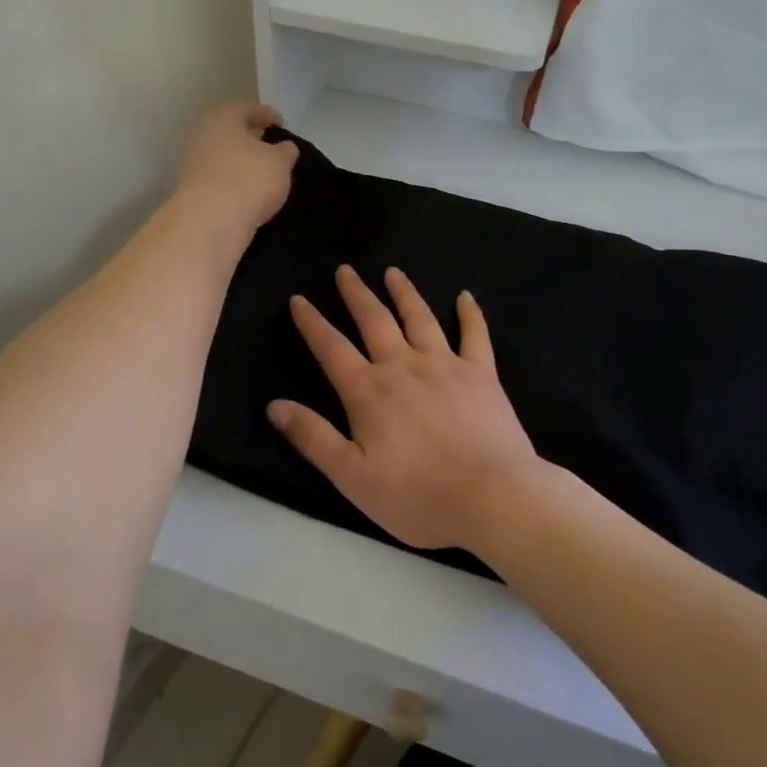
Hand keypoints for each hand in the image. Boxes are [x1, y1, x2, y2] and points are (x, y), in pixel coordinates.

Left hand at [175, 101, 298, 235]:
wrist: (210, 222)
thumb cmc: (248, 179)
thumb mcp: (280, 162)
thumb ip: (285, 152)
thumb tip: (285, 147)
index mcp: (222, 119)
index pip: (245, 109)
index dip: (266, 114)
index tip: (281, 123)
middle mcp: (201, 137)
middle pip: (229, 133)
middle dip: (249, 139)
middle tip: (270, 147)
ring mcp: (192, 166)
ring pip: (222, 158)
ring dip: (240, 163)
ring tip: (263, 173)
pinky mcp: (192, 193)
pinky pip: (218, 181)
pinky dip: (233, 184)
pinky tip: (249, 194)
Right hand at [267, 265, 542, 552]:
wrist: (492, 497)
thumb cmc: (417, 495)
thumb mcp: (352, 477)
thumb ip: (313, 437)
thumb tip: (274, 405)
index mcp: (368, 391)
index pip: (331, 348)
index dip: (312, 322)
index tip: (299, 298)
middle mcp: (403, 366)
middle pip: (374, 320)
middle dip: (356, 294)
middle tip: (345, 270)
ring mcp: (445, 365)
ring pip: (419, 318)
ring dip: (404, 293)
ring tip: (393, 272)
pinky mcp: (481, 374)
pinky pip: (475, 335)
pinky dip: (469, 313)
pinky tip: (465, 296)